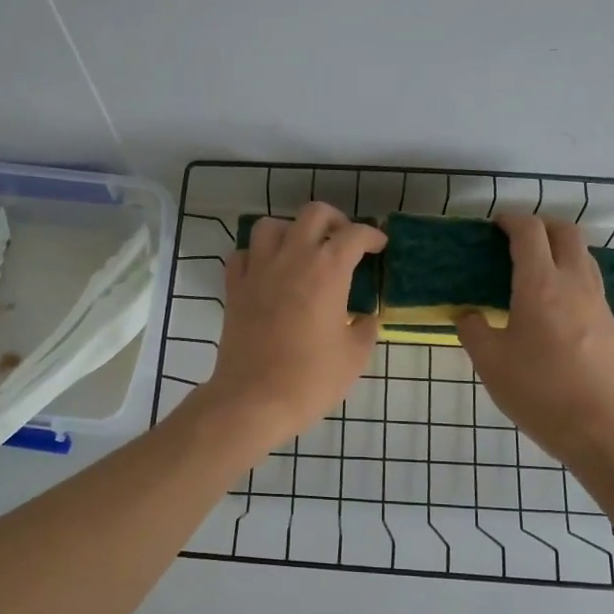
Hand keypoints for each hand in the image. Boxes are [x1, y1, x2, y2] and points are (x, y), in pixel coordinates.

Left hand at [202, 203, 386, 447]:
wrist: (254, 399)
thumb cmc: (311, 378)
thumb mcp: (355, 356)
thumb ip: (365, 328)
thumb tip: (365, 317)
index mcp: (327, 270)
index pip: (354, 235)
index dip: (371, 236)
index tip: (379, 246)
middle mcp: (292, 258)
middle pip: (313, 214)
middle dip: (334, 220)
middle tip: (343, 240)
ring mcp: (258, 270)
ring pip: (270, 225)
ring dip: (290, 231)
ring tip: (301, 250)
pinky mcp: (234, 287)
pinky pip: (243, 254)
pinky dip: (257, 255)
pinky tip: (268, 271)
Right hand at [456, 215, 613, 467]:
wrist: (598, 428)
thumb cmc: (537, 391)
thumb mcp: (489, 362)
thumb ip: (473, 330)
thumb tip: (468, 315)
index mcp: (540, 285)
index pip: (530, 232)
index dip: (512, 220)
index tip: (495, 226)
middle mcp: (574, 283)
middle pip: (566, 232)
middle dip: (541, 226)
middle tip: (517, 240)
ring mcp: (598, 302)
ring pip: (584, 255)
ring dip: (560, 249)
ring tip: (536, 269)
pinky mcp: (610, 323)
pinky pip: (591, 282)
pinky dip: (572, 275)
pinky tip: (555, 304)